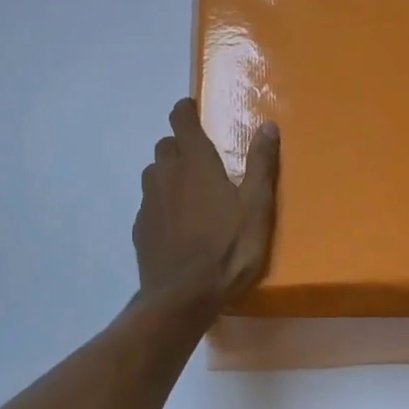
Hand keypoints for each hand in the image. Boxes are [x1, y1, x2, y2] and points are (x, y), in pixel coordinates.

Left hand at [132, 98, 279, 309]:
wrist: (182, 298)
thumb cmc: (227, 249)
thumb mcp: (257, 207)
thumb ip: (261, 164)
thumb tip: (267, 125)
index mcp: (196, 163)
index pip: (181, 120)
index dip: (185, 110)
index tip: (192, 110)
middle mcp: (166, 174)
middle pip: (165, 145)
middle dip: (180, 144)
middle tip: (201, 160)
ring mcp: (149, 201)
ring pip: (154, 173)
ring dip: (168, 173)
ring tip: (190, 192)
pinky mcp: (140, 228)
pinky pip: (149, 203)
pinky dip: (161, 203)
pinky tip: (177, 225)